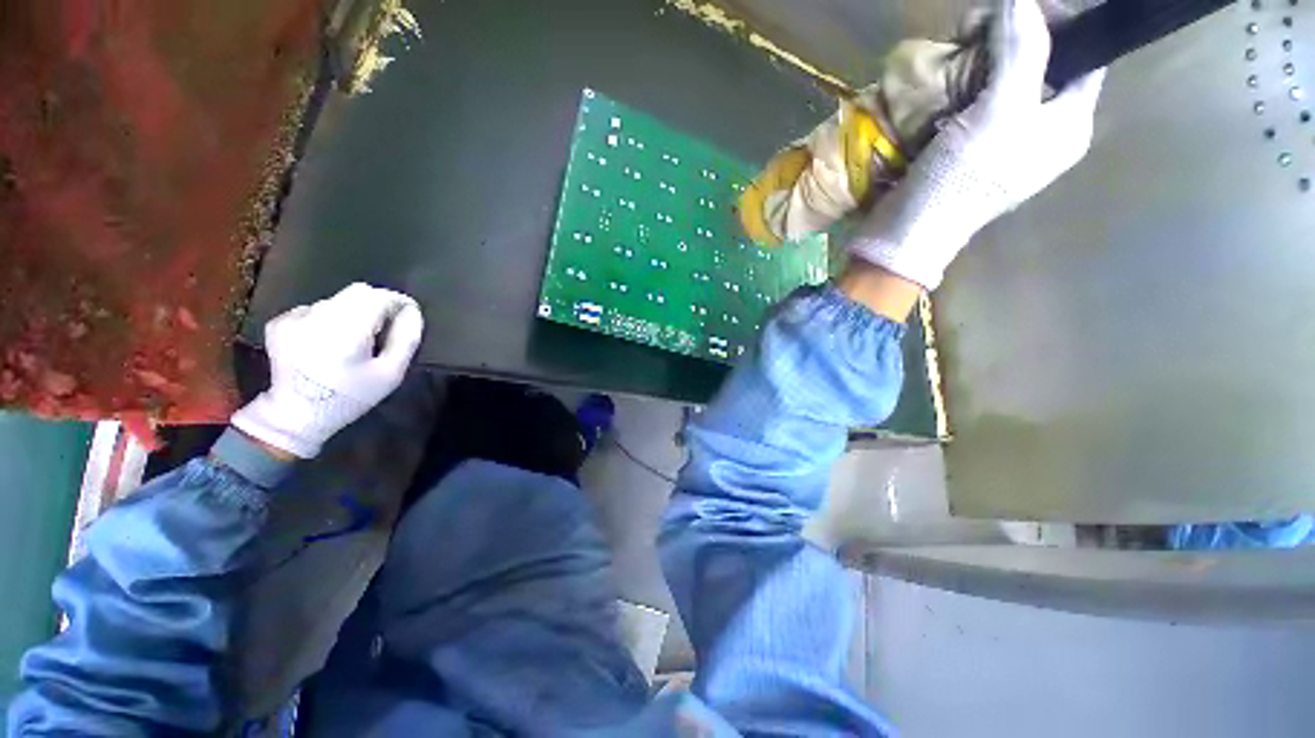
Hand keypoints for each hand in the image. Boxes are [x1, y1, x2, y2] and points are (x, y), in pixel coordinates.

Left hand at [232, 283, 424, 458]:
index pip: (379, 297)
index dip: (398, 301)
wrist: (297, 414)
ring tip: (357, 337)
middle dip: (378, 304)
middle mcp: (318, 317)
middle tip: (386, 327)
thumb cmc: (351, 396)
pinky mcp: (280, 322)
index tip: (409, 314)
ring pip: (338, 300)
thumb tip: (412, 312)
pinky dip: (329, 318)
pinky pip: (316, 308)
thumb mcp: (391, 374)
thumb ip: (406, 340)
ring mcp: (295, 318)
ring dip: (354, 311)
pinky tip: (329, 341)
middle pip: (358, 292)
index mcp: (347, 330)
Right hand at [847, 0, 1104, 289]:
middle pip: (1040, 65)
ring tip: (955, 48)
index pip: (1082, 57)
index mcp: (1068, 126)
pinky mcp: (966, 149)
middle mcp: (1041, 130)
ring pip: (1003, 81)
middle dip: (1010, 39)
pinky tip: (943, 78)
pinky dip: (960, 84)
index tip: (1018, 9)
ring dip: (980, 60)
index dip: (1058, 24)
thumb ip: (1022, 52)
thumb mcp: (1000, 113)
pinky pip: (973, 102)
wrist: (907, 232)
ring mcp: (1002, 140)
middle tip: (975, 27)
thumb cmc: (962, 180)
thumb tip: (1022, 0)